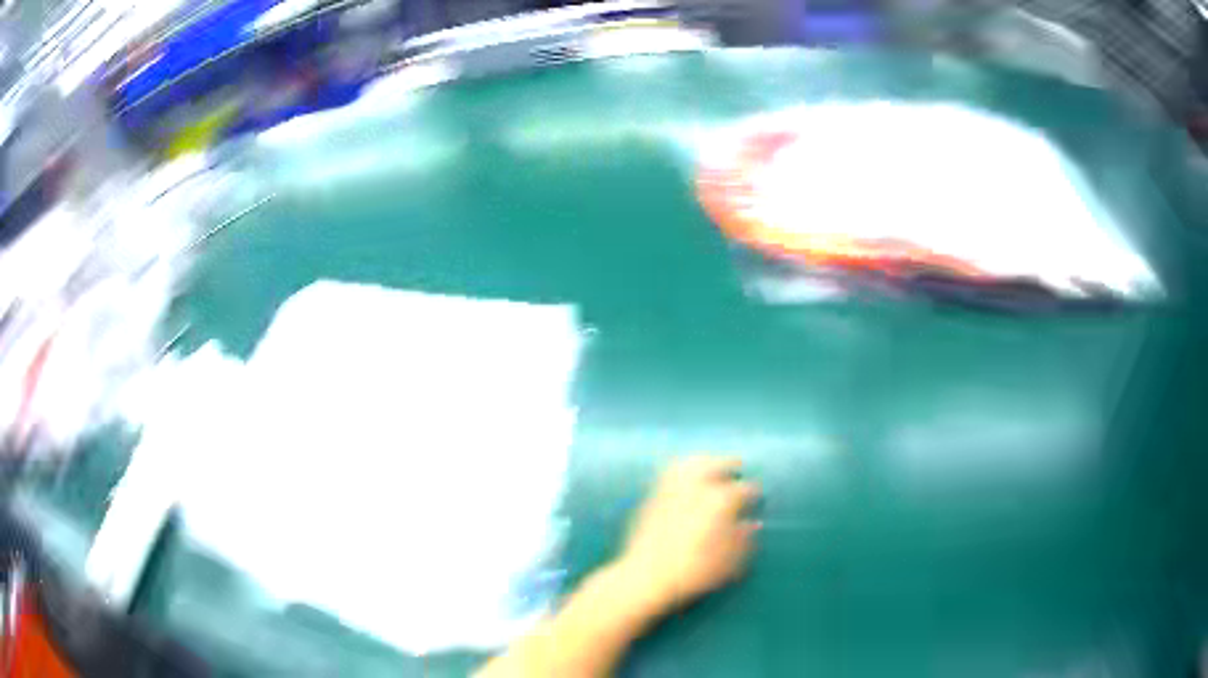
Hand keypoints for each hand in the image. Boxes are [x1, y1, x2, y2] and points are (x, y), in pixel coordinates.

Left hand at [613, 456, 760, 615]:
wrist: (645, 577)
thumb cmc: (693, 574)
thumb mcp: (729, 565)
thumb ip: (744, 542)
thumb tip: (753, 524)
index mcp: (720, 503)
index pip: (743, 490)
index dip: (753, 493)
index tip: (757, 497)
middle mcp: (697, 489)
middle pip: (717, 465)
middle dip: (730, 465)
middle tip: (737, 467)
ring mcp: (673, 490)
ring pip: (691, 463)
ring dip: (705, 460)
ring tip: (712, 463)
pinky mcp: (653, 497)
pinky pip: (669, 473)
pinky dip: (681, 468)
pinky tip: (684, 475)